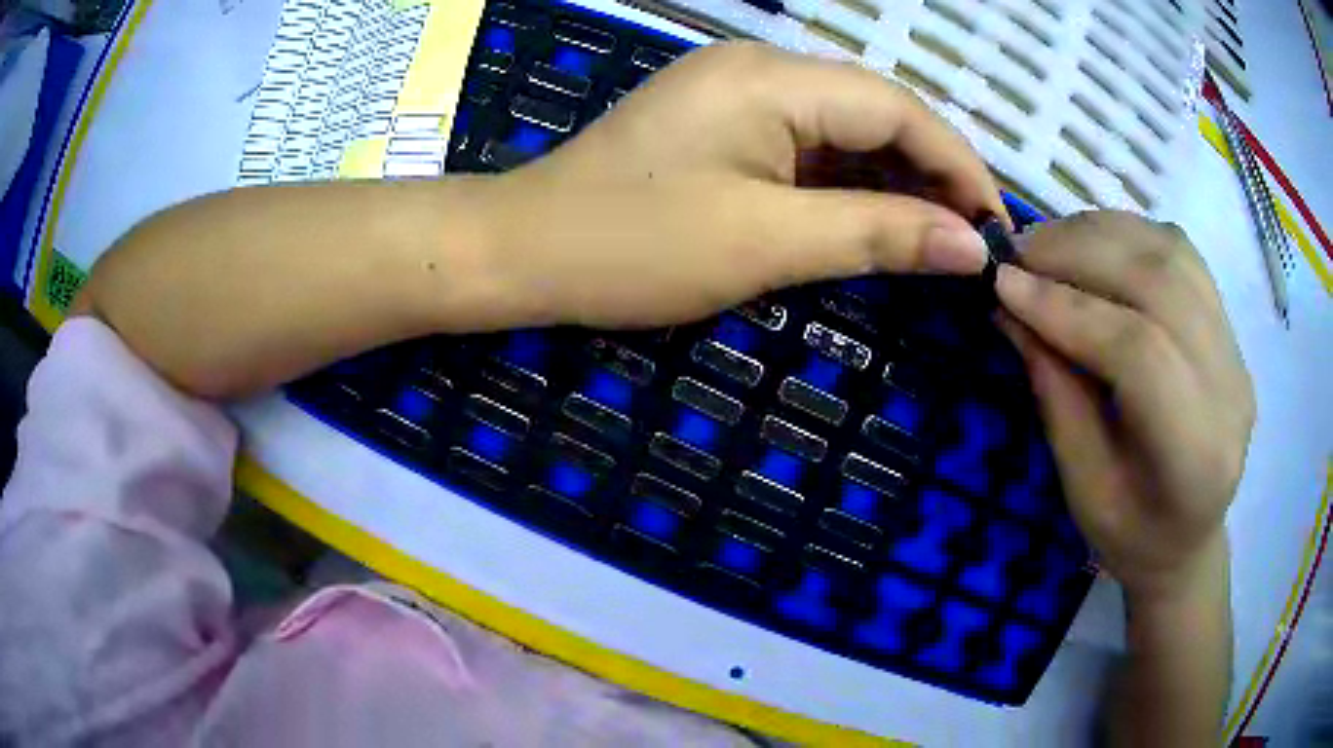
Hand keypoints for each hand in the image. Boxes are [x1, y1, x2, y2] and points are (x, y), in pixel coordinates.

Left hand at [479, 41, 1005, 328]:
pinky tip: (875, 223)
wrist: (523, 250)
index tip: (997, 227)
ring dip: (893, 184)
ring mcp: (737, 95)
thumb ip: (879, 235)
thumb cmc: (633, 247)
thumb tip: (972, 248)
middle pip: (875, 113)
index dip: (958, 166)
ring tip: (938, 240)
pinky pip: (806, 147)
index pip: (898, 109)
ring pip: (844, 132)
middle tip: (972, 242)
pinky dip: (847, 187)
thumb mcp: (767, 243)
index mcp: (773, 79)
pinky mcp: (722, 125)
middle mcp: (761, 69)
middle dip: (932, 175)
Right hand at [995, 211, 1253, 602]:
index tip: (1003, 286)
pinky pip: (1179, 252)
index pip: (1141, 353)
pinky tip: (1092, 246)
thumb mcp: (1082, 487)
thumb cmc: (1131, 535)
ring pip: (1172, 252)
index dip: (1069, 310)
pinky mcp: (1228, 324)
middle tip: (1017, 252)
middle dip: (1080, 254)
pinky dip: (1127, 235)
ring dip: (1101, 234)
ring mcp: (1235, 348)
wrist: (1189, 537)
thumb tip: (1010, 305)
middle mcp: (1229, 387)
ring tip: (1048, 243)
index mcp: (1195, 455)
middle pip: (1161, 283)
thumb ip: (1055, 392)